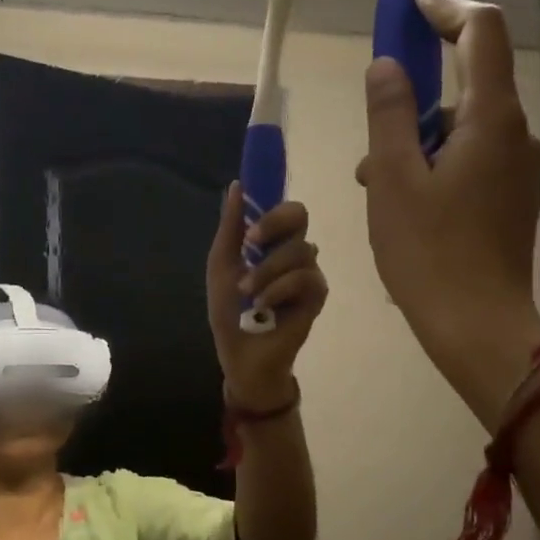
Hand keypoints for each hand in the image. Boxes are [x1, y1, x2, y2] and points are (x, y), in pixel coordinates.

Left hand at [205, 184, 327, 411]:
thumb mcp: (222, 266)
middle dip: (273, 224)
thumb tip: (236, 185)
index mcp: (270, 241)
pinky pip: (305, 277)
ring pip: (299, 249)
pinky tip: (264, 305)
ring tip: (248, 293)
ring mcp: (308, 271)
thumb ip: (230, 228)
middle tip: (251, 242)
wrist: (241, 354)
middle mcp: (292, 251)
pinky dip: (279, 289)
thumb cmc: (229, 312)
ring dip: (266, 270)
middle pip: (299, 214)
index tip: (249, 218)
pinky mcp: (317, 295)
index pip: (281, 206)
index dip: (270, 202)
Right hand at [358, 0, 539, 426]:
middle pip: (469, 86)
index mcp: (491, 120)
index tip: (411, 2)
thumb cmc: (429, 254)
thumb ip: (390, 114)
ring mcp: (518, 172)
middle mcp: (516, 136)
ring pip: (464, 132)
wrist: (476, 327)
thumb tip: (389, 66)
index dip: (446, 8)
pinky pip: (471, 164)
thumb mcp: (393, 180)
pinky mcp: (511, 202)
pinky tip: (404, 207)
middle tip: (372, 138)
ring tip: (377, 186)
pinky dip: (435, 168)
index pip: (480, 33)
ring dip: (418, 142)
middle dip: (416, 99)